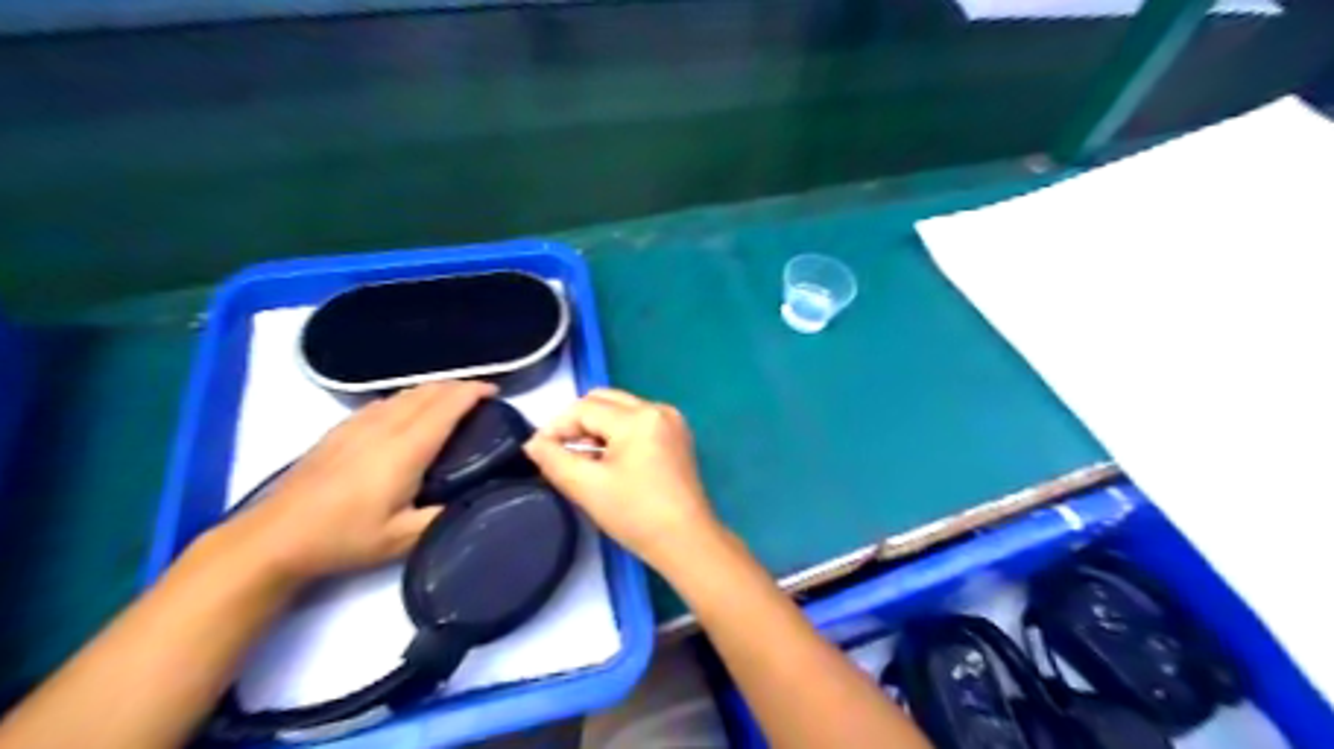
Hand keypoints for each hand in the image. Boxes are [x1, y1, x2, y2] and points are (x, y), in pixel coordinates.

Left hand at [223, 379, 495, 586]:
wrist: (274, 537)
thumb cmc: (343, 538)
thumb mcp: (402, 540)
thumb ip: (444, 517)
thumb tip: (476, 500)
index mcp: (406, 448)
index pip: (447, 404)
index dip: (474, 391)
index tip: (495, 393)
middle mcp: (385, 425)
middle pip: (428, 390)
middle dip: (459, 386)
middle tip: (481, 398)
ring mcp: (358, 423)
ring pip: (405, 392)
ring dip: (435, 390)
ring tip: (452, 402)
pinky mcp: (340, 429)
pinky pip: (386, 401)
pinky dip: (410, 398)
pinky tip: (410, 413)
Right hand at [527, 389, 725, 571]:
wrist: (687, 542)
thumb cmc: (636, 515)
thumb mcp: (587, 487)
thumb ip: (554, 459)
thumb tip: (533, 443)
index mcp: (638, 417)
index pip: (584, 408)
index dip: (556, 426)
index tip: (538, 451)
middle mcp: (657, 409)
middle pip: (603, 400)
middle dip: (576, 423)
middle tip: (559, 452)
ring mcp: (671, 421)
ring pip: (620, 410)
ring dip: (596, 428)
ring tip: (581, 460)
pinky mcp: (676, 436)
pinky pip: (637, 422)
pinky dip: (616, 434)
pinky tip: (606, 461)